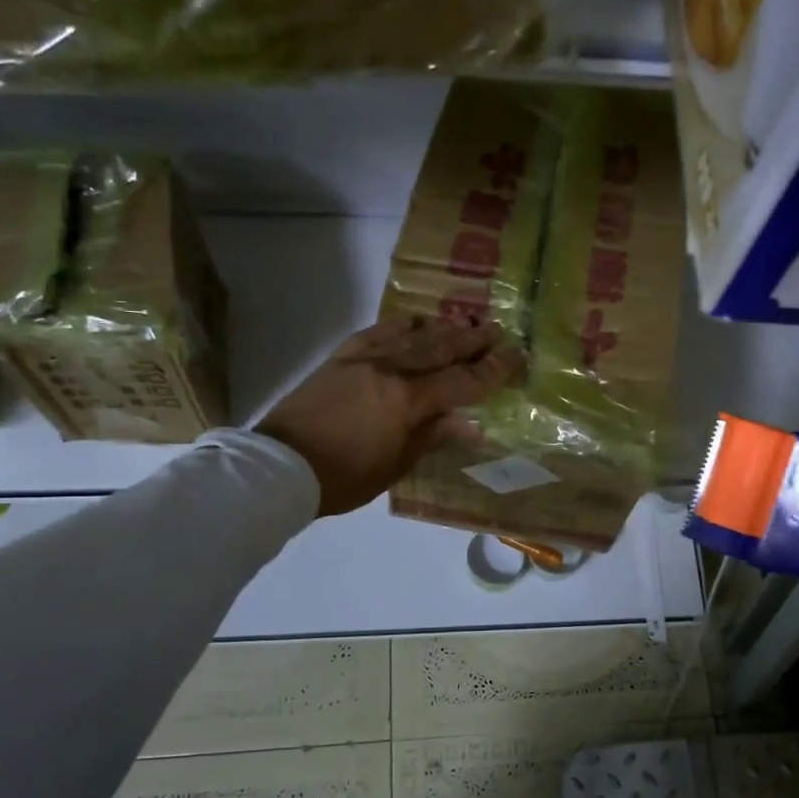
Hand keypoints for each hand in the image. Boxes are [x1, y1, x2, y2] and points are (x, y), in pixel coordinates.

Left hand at [256, 315, 522, 515]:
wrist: (281, 465)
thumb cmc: (344, 476)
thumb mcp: (395, 465)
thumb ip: (433, 437)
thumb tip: (472, 426)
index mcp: (408, 400)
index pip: (463, 381)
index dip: (493, 370)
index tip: (516, 357)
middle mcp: (391, 370)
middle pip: (441, 349)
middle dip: (473, 340)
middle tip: (498, 330)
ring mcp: (364, 359)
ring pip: (412, 335)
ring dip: (442, 327)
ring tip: (466, 321)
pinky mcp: (341, 357)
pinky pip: (377, 331)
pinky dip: (400, 324)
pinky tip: (414, 320)